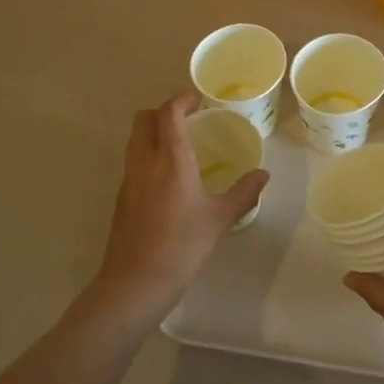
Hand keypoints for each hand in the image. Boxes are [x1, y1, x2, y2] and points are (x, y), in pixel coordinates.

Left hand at [95, 94, 269, 310]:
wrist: (135, 282)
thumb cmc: (182, 245)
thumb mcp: (218, 218)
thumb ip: (242, 193)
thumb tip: (263, 174)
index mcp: (170, 158)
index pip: (169, 112)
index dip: (181, 100)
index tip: (198, 101)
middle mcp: (144, 161)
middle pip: (144, 119)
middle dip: (163, 112)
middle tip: (187, 120)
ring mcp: (128, 179)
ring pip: (135, 140)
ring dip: (152, 133)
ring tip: (179, 146)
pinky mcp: (121, 198)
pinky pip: (132, 162)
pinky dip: (147, 156)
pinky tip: (166, 179)